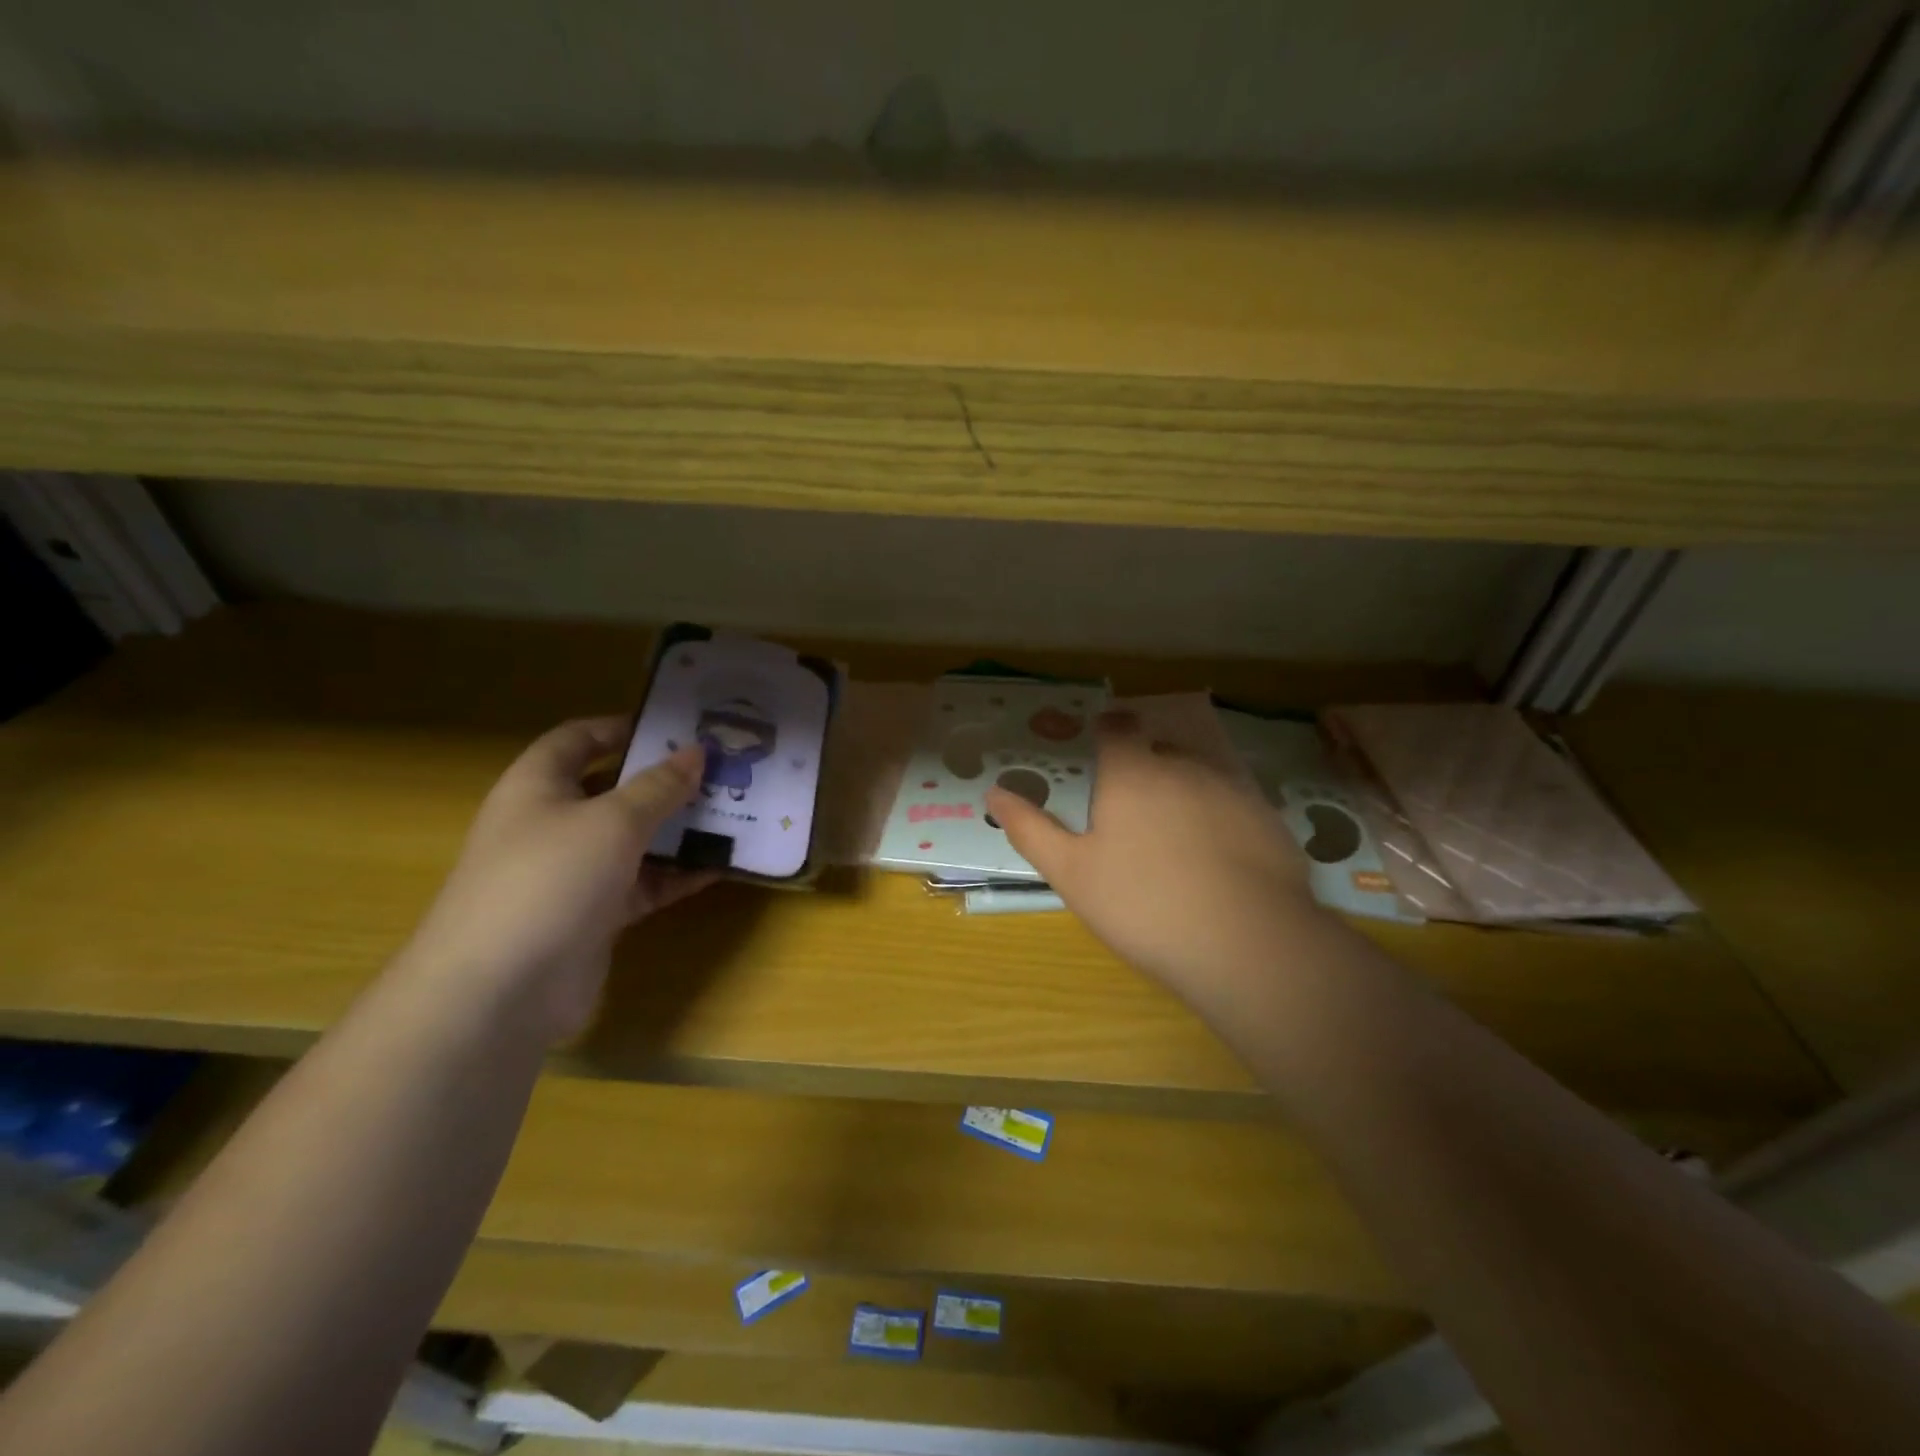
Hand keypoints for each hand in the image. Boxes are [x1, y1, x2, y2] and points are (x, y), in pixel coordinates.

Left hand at [402, 717, 714, 1044]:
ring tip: (734, 813)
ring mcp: (573, 873)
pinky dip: (678, 874)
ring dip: (680, 828)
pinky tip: (722, 865)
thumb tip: (697, 752)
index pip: (578, 739)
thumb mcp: (613, 821)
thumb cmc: (549, 879)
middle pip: (614, 789)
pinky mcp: (595, 915)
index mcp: (538, 787)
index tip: (678, 727)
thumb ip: (659, 786)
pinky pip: (644, 883)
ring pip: (635, 839)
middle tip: (721, 769)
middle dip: (665, 780)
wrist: (500, 990)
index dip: (623, 727)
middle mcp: (553, 824)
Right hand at [985, 711, 1318, 1014]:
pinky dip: (1220, 818)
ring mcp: (1232, 789)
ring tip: (1176, 836)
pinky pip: (1234, 804)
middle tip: (1132, 809)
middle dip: (1145, 766)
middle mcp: (1183, 766)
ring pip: (1200, 774)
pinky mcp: (1268, 818)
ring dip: (1184, 790)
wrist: (1246, 944)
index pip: (1118, 728)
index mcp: (1132, 773)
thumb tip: (993, 791)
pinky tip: (1218, 858)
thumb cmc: (1143, 905)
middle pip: (1160, 750)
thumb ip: (1031, 828)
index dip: (1108, 730)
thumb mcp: (1071, 873)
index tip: (1102, 744)